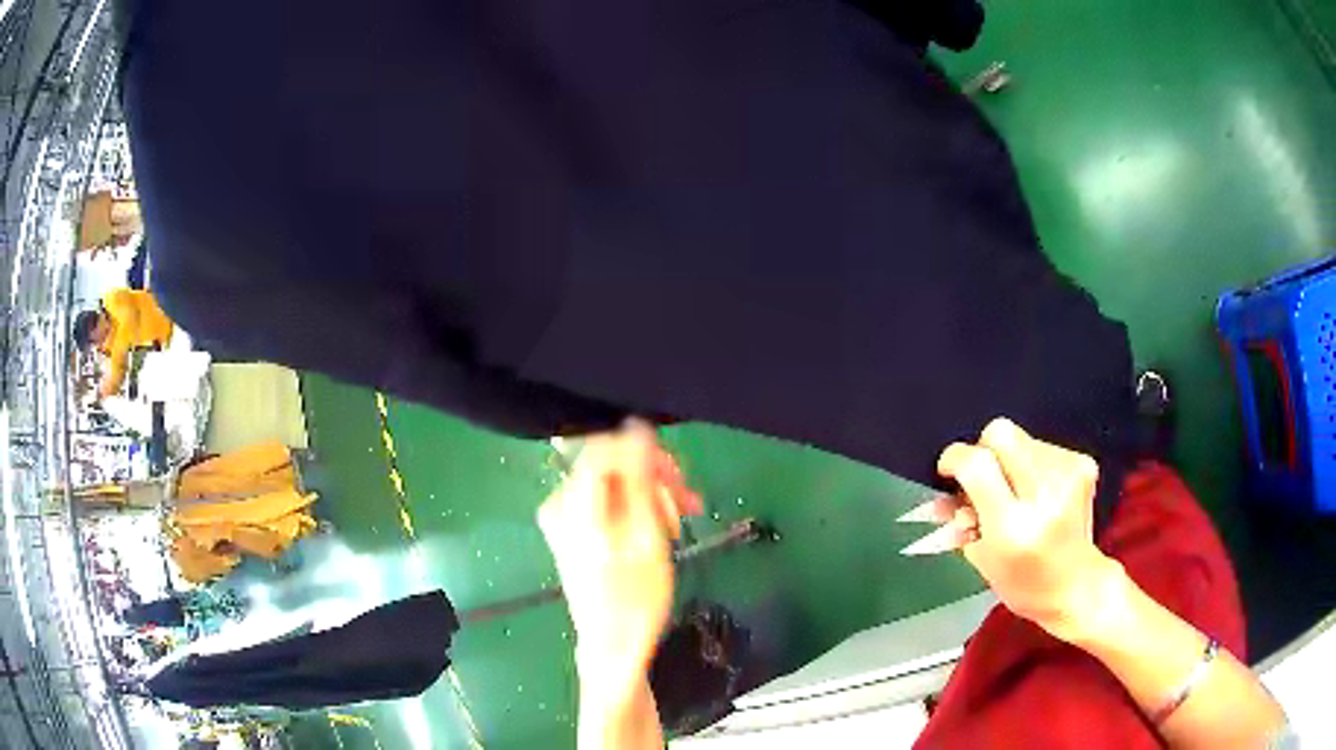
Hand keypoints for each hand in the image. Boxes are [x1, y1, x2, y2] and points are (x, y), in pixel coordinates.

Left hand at [538, 421, 701, 695]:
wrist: (613, 645)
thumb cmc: (636, 598)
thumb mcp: (647, 536)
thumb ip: (639, 478)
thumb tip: (637, 427)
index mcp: (574, 505)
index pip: (606, 448)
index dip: (646, 452)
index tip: (678, 475)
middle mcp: (560, 503)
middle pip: (610, 464)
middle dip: (653, 476)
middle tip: (688, 502)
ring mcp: (562, 517)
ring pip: (614, 481)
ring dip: (650, 493)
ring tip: (679, 520)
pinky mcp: (571, 529)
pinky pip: (607, 500)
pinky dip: (636, 507)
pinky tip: (659, 527)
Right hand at [938, 418, 1120, 640]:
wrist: (1077, 585)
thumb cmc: (1024, 583)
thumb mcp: (982, 560)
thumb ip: (960, 521)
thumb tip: (943, 494)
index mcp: (1013, 527)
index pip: (977, 466)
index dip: (955, 459)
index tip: (948, 470)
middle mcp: (1044, 495)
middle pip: (1002, 433)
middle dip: (984, 450)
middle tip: (983, 478)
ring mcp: (1068, 476)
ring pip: (1022, 438)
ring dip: (1010, 461)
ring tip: (1015, 494)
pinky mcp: (1083, 465)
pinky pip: (1043, 446)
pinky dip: (1033, 464)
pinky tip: (1038, 492)